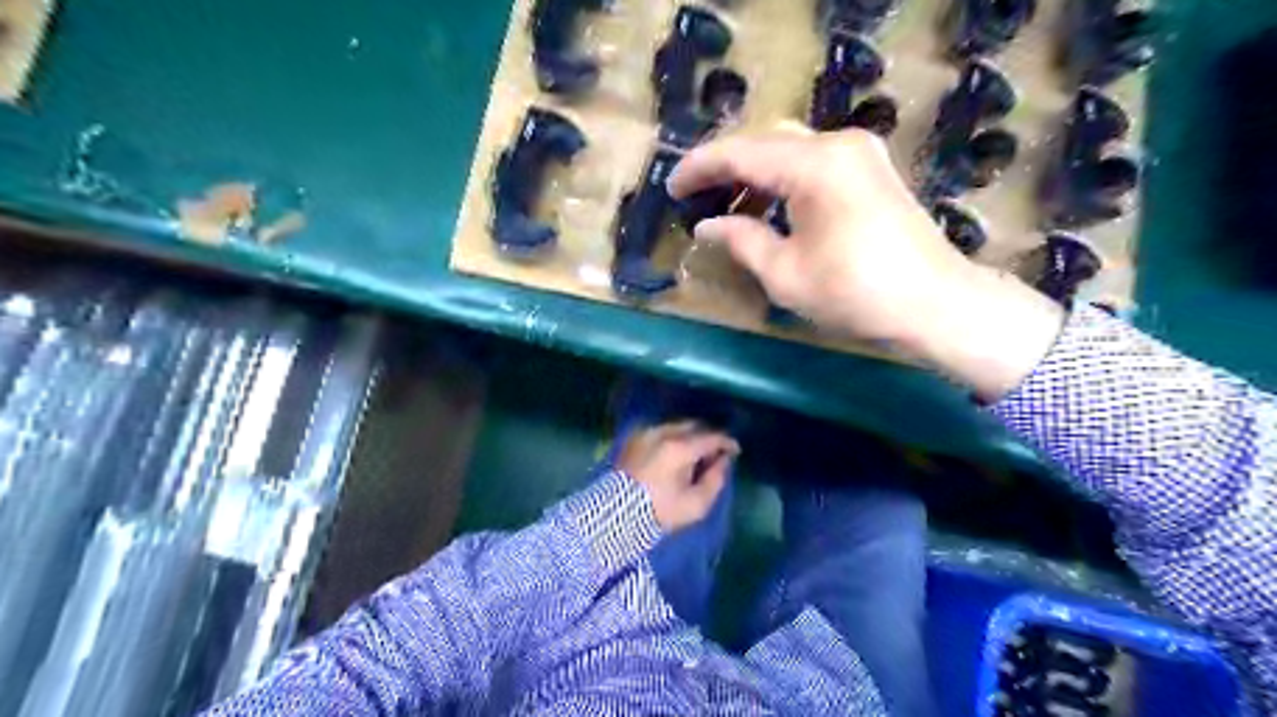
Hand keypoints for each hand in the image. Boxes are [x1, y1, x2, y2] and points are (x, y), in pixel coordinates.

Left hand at [615, 420, 739, 530]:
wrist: (615, 514)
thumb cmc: (659, 511)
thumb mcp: (695, 505)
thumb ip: (715, 480)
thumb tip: (724, 462)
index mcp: (680, 448)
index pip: (711, 437)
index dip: (727, 443)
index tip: (735, 451)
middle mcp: (663, 433)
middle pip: (694, 426)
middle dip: (708, 437)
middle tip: (715, 454)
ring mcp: (646, 433)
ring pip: (677, 426)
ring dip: (690, 436)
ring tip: (696, 454)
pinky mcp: (634, 438)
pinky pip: (661, 431)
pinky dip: (673, 437)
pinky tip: (676, 454)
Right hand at [669, 126, 1068, 400]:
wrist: (935, 303)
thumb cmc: (856, 294)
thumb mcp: (786, 274)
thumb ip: (742, 240)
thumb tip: (707, 227)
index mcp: (814, 166)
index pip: (741, 153)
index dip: (699, 169)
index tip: (671, 188)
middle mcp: (837, 143)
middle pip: (765, 141)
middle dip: (724, 166)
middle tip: (693, 195)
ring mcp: (859, 151)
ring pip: (788, 148)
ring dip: (753, 172)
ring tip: (724, 206)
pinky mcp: (870, 167)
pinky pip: (812, 160)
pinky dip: (782, 178)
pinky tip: (766, 205)